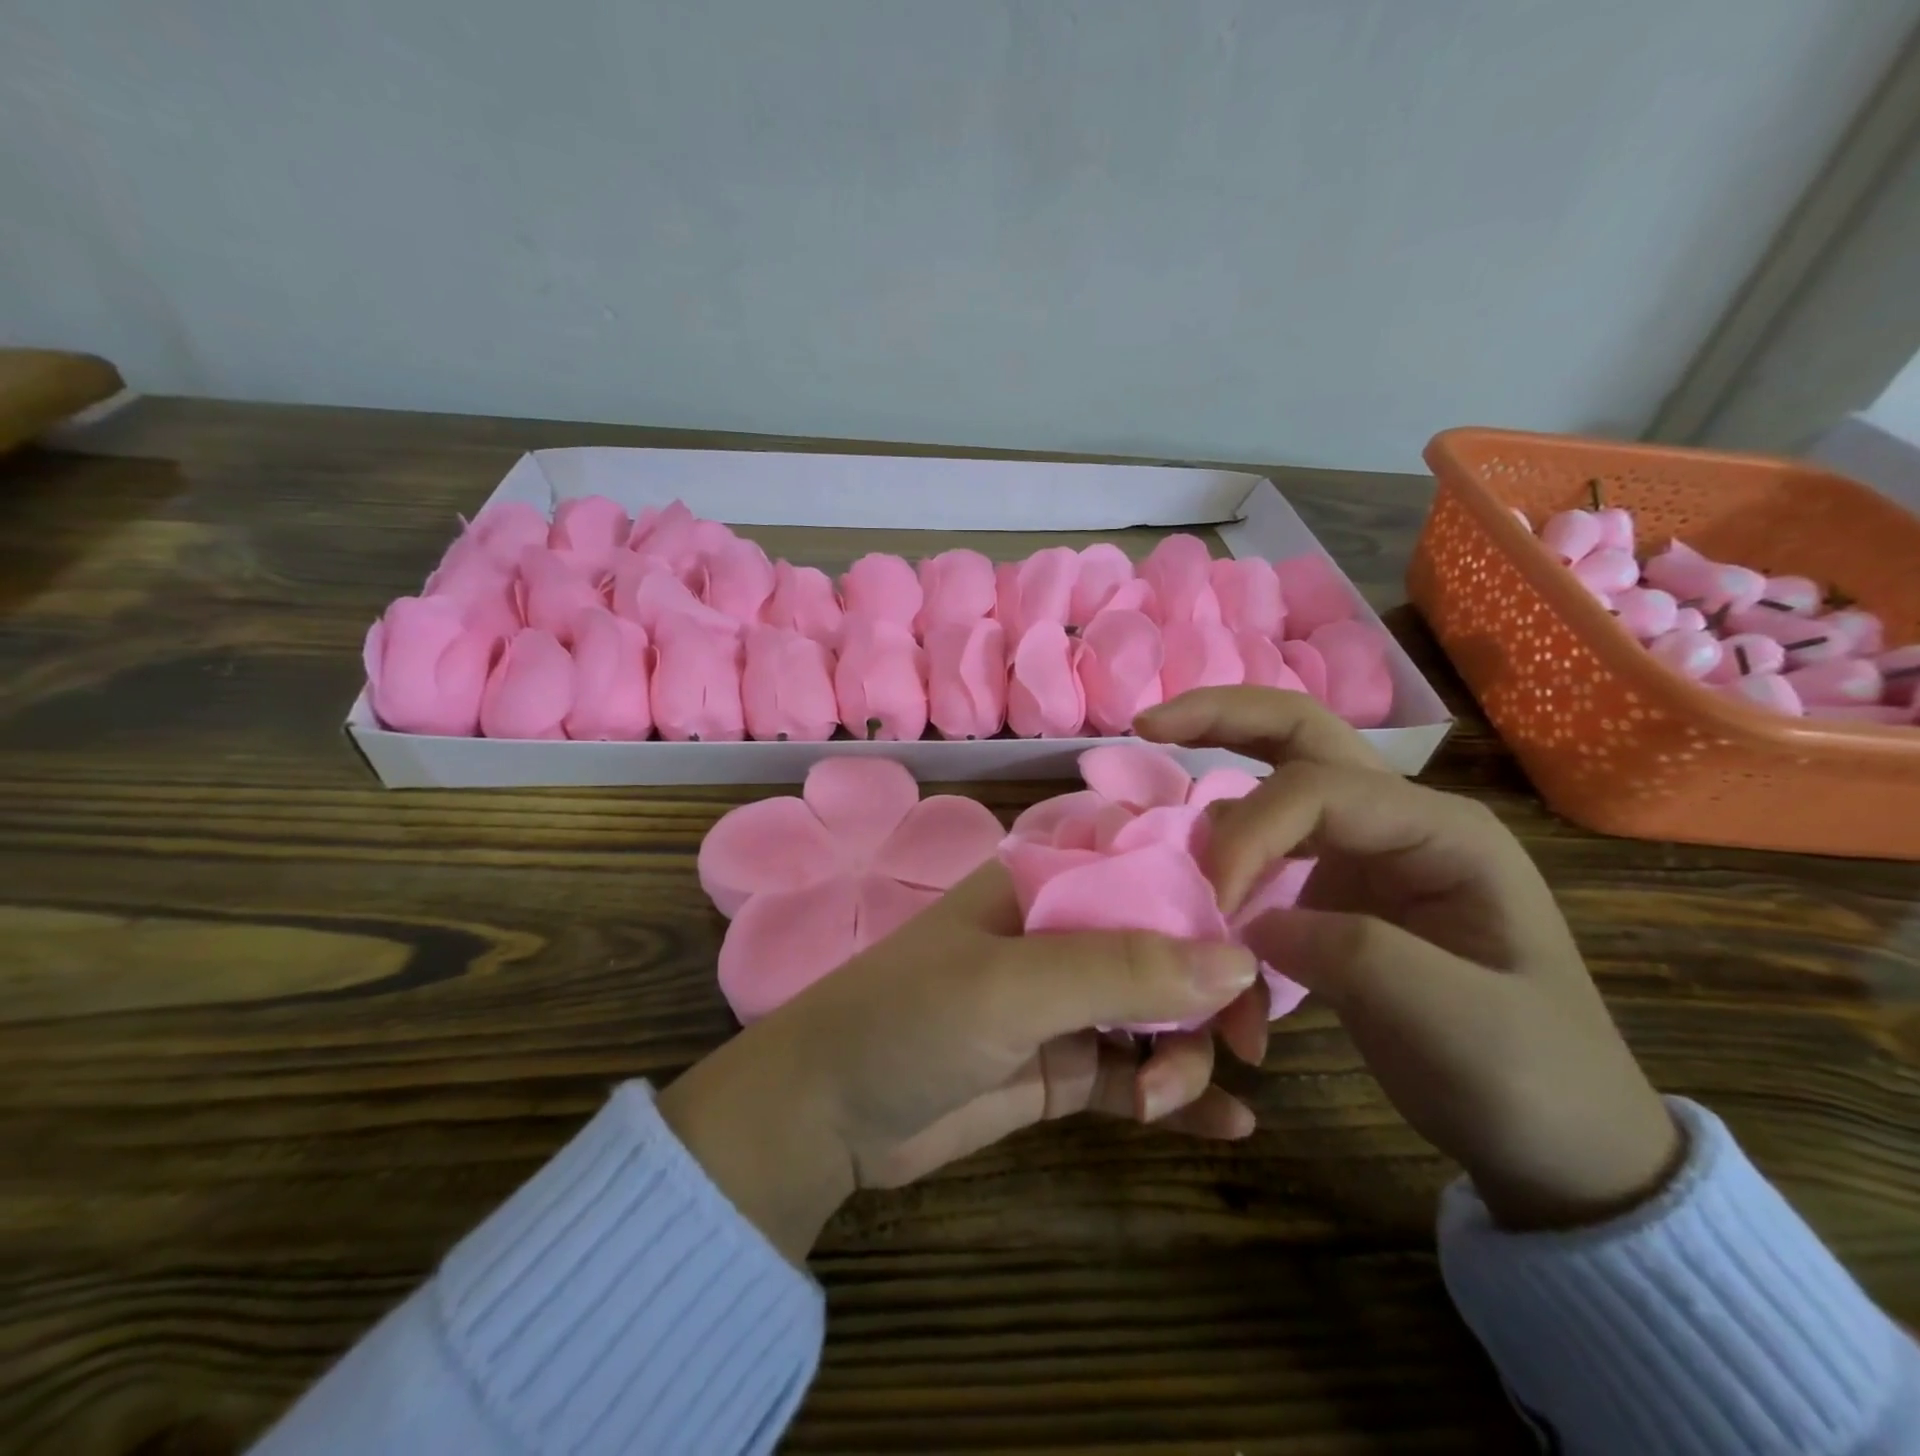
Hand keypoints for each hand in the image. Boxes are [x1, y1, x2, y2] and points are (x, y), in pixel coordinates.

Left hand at [659, 863, 1266, 1261]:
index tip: (1260, 935)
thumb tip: (1237, 960)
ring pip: (1158, 1014)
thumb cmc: (911, 1019)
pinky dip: (1180, 1098)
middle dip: (1209, 988)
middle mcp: (1061, 933)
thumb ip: (1122, 969)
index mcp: (1044, 885)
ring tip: (1163, 1100)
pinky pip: (1136, 1074)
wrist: (828, 1114)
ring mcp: (1063, 1003)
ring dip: (1184, 1054)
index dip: (1206, 890)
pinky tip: (1230, 1130)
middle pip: (1164, 943)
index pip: (1143, 864)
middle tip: (1243, 1042)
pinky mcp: (1062, 1068)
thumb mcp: (1014, 985)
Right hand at [1138, 688, 1683, 1230]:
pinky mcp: (1331, 890)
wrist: (1557, 1140)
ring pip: (1270, 787)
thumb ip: (1349, 953)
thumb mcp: (1455, 1021)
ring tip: (1166, 848)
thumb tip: (1245, 923)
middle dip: (1219, 719)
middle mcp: (1397, 822)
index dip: (1248, 834)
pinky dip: (1224, 874)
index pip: (1318, 790)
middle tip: (1146, 725)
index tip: (1212, 906)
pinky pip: (1261, 855)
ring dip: (1215, 813)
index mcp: (1442, 831)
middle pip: (1299, 735)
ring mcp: (1362, 853)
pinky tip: (1205, 912)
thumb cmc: (1530, 1078)